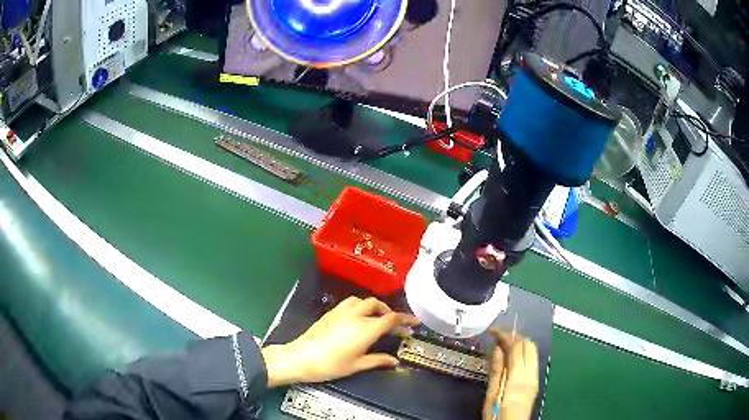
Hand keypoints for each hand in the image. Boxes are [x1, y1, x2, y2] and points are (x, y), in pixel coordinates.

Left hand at [262, 296, 419, 386]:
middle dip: (391, 313)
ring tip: (378, 318)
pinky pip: (351, 302)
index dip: (406, 320)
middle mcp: (356, 315)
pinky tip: (359, 317)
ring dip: (375, 307)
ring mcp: (342, 311)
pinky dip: (361, 306)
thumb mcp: (357, 365)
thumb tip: (394, 360)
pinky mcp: (331, 312)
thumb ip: (378, 360)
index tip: (415, 324)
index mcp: (367, 328)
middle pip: (379, 306)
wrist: (301, 357)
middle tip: (396, 325)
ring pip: (364, 301)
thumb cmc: (331, 365)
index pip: (391, 319)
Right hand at [483, 329, 538, 419]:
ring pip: (533, 351)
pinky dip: (524, 353)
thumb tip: (498, 349)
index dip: (506, 335)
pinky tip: (513, 357)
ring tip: (504, 345)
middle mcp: (531, 374)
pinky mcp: (535, 382)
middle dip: (515, 337)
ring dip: (520, 344)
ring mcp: (535, 378)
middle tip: (499, 337)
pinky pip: (533, 360)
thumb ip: (497, 370)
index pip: (516, 347)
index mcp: (518, 376)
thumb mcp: (492, 394)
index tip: (493, 331)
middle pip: (529, 345)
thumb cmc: (497, 414)